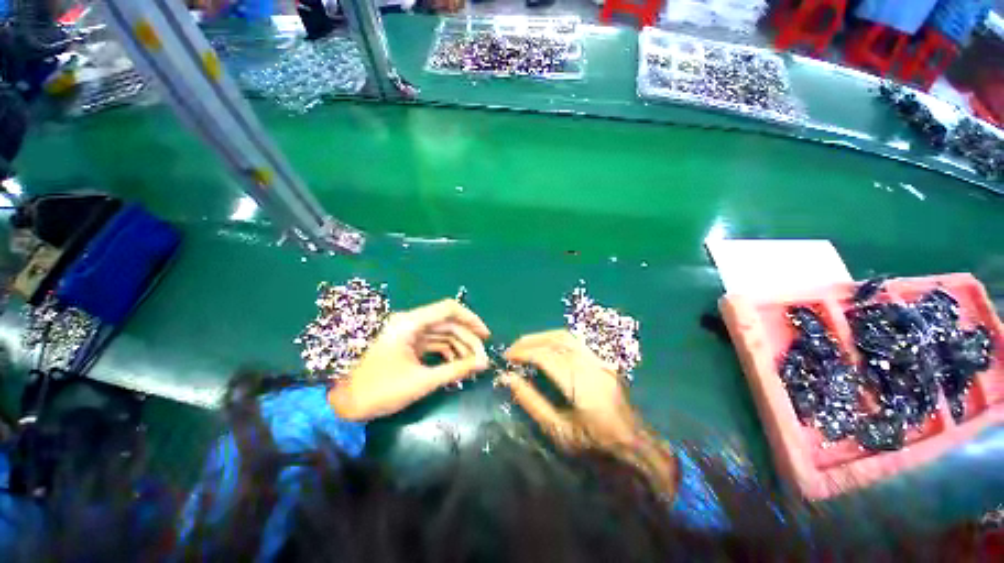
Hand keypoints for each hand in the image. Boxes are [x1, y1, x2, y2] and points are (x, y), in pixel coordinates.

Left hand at [328, 299, 490, 420]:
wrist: (340, 403)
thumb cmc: (378, 390)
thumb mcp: (421, 381)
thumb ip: (455, 370)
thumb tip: (483, 363)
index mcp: (410, 323)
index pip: (449, 309)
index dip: (471, 319)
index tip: (485, 336)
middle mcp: (410, 322)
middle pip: (447, 322)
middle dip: (467, 338)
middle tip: (481, 358)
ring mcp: (407, 332)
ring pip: (441, 332)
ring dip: (458, 346)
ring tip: (471, 364)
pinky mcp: (405, 343)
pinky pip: (432, 342)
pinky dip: (446, 351)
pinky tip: (455, 364)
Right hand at [498, 330, 639, 448]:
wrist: (634, 442)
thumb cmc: (594, 442)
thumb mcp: (558, 430)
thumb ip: (531, 402)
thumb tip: (508, 379)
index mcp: (579, 382)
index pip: (545, 356)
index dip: (523, 353)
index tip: (506, 358)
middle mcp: (590, 364)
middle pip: (555, 339)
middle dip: (529, 341)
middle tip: (512, 350)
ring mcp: (598, 359)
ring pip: (566, 335)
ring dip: (541, 336)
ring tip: (525, 345)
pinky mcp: (601, 359)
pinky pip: (575, 340)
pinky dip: (555, 339)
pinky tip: (546, 346)